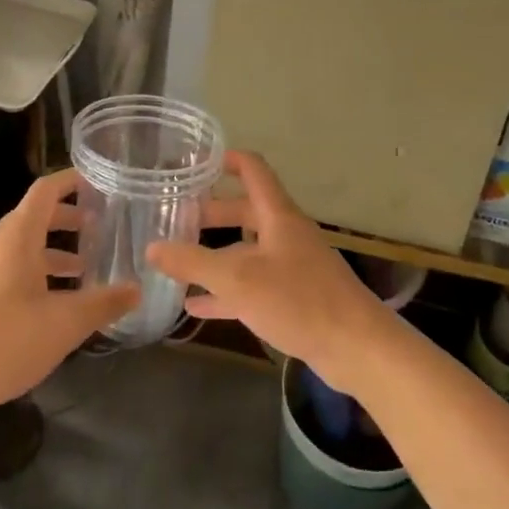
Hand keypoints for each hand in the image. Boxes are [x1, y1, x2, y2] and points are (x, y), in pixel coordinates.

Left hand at [0, 169, 139, 420]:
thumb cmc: (5, 339)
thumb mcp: (65, 323)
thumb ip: (103, 303)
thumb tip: (137, 289)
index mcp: (18, 236)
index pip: (46, 191)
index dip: (71, 181)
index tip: (98, 182)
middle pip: (34, 217)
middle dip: (68, 220)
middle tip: (99, 229)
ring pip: (22, 246)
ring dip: (53, 251)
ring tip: (83, 269)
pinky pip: (8, 268)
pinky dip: (35, 271)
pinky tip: (51, 303)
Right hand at [147, 152, 391, 393]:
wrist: (357, 348)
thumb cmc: (298, 300)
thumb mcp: (238, 279)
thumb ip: (193, 262)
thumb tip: (151, 247)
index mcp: (277, 215)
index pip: (252, 170)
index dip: (225, 159)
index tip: (194, 162)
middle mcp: (285, 233)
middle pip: (245, 211)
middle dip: (211, 213)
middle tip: (176, 217)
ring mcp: (291, 266)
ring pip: (246, 250)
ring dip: (215, 254)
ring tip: (177, 261)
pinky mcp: (294, 297)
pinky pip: (252, 285)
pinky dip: (225, 291)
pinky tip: (196, 306)